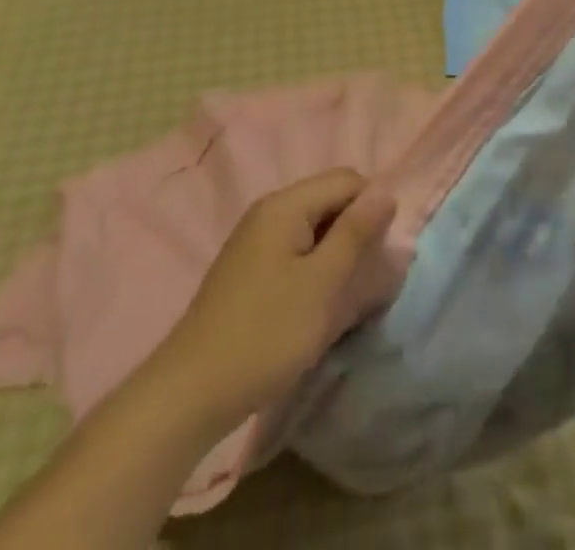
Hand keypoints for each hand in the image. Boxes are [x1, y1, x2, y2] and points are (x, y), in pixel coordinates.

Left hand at [158, 169, 398, 433]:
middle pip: (329, 202)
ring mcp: (254, 242)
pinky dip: (313, 272)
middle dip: (354, 234)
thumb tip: (385, 192)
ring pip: (314, 231)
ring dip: (335, 257)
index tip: (378, 255)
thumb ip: (356, 234)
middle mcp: (268, 212)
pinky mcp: (248, 272)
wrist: (189, 395)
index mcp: (285, 205)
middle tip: (363, 281)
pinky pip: (295, 254)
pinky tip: (314, 310)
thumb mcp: (322, 284)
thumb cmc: (265, 334)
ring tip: (341, 300)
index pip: (347, 180)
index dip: (371, 209)